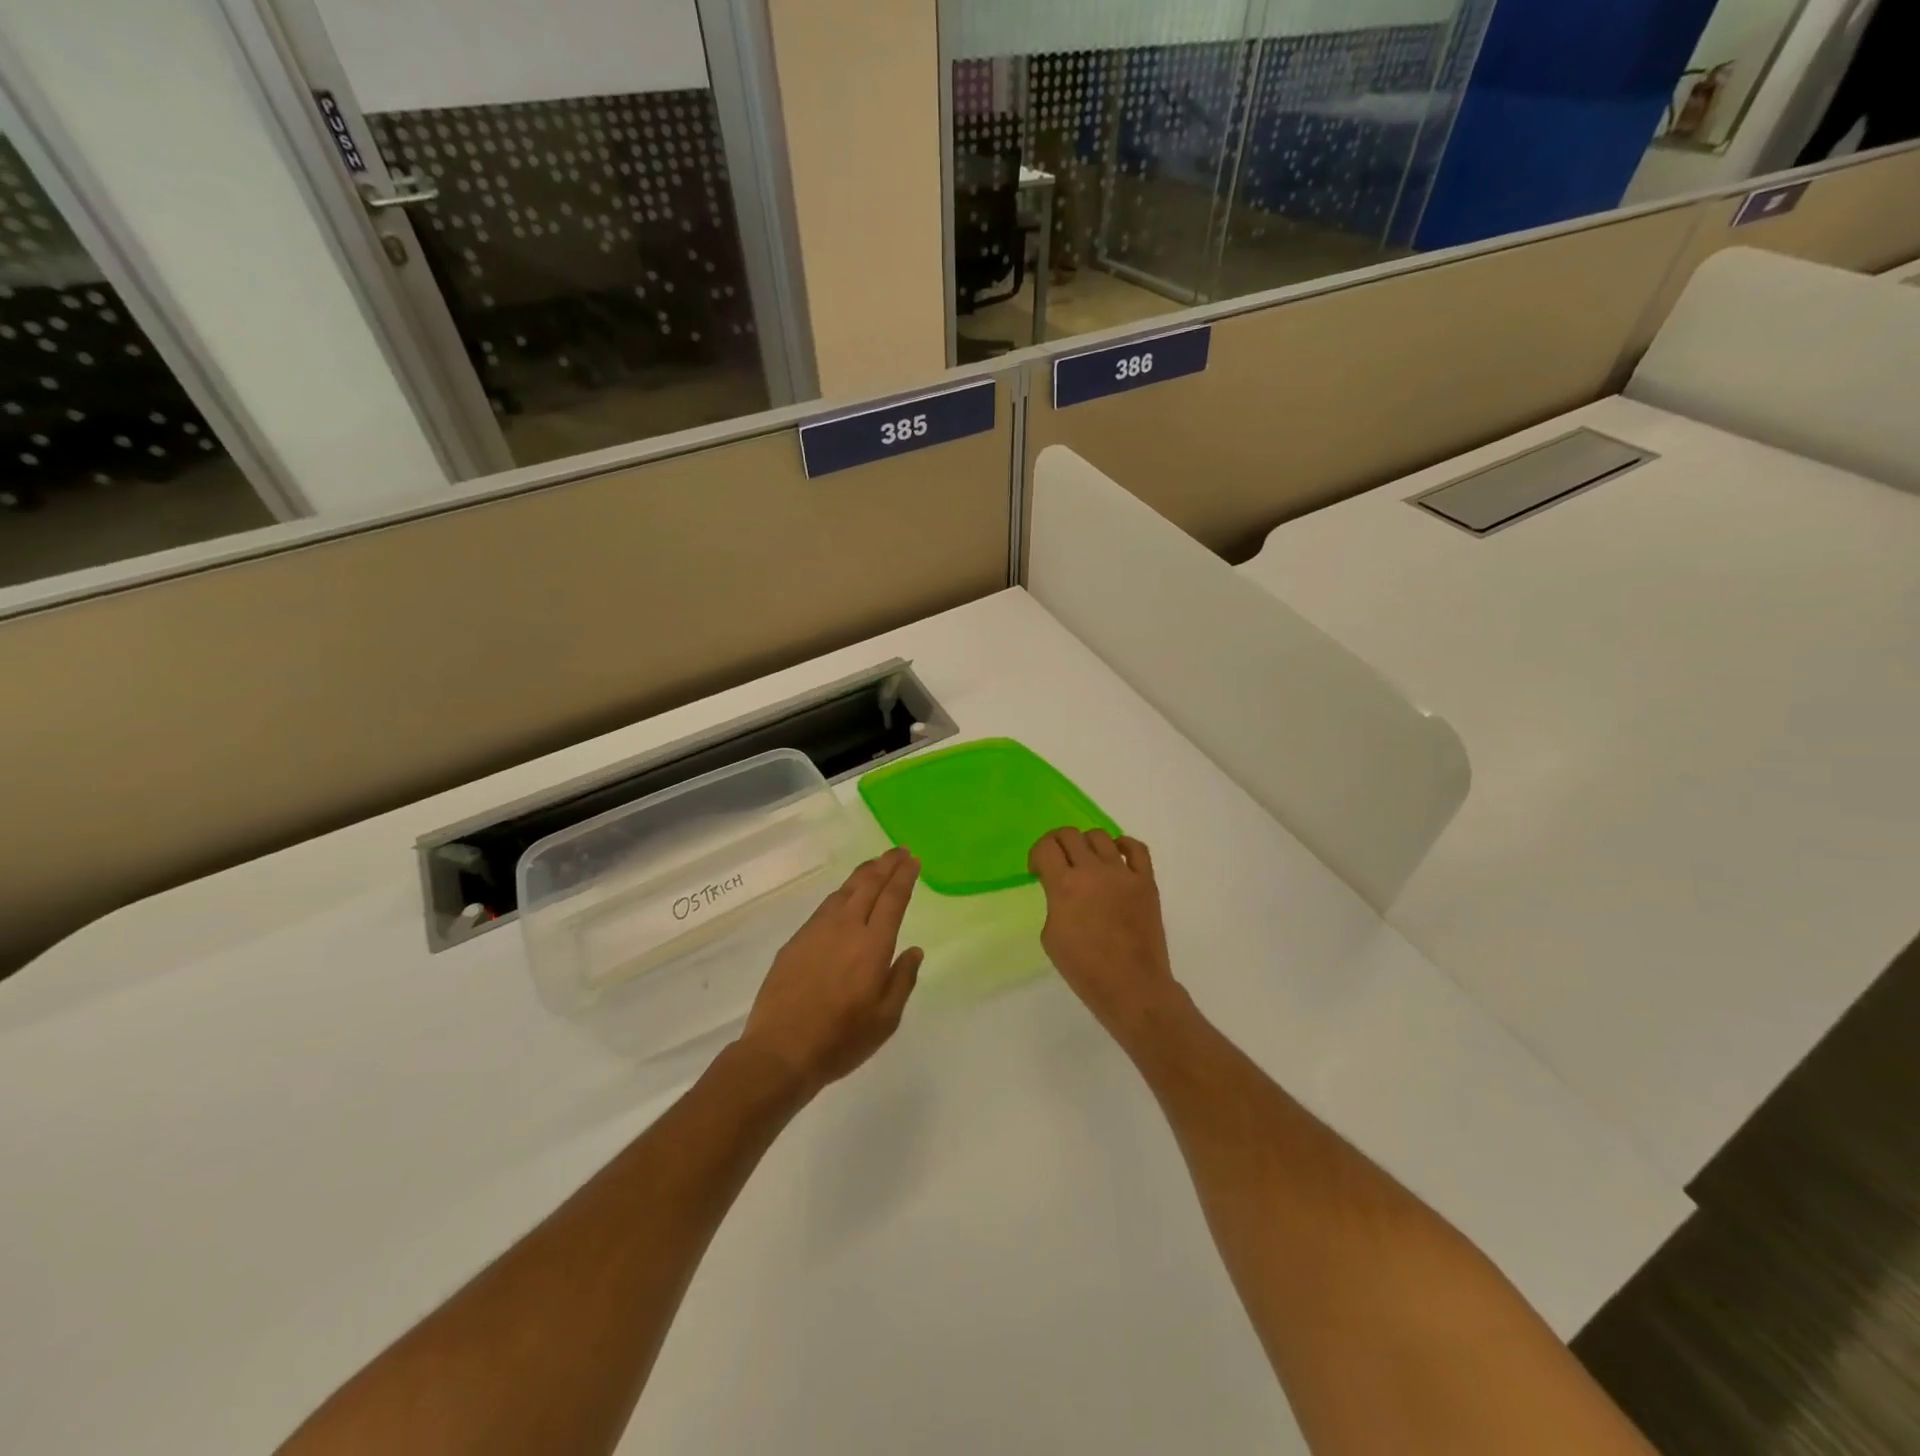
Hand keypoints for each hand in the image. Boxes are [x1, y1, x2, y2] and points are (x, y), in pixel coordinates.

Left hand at [740, 848, 923, 1097]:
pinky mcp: (796, 940)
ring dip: (863, 874)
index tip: (913, 860)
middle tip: (899, 851)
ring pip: (844, 891)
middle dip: (886, 864)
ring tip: (875, 866)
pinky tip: (845, 897)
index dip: (904, 876)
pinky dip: (842, 893)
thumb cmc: (841, 1040)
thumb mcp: (885, 1020)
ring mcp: (817, 931)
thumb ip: (902, 980)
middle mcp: (846, 928)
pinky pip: (825, 906)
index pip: (893, 898)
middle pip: (868, 884)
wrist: (780, 1050)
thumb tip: (913, 950)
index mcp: (873, 945)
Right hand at [1029, 828, 1183, 1048]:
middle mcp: (1093, 870)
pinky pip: (1136, 848)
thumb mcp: (1050, 936)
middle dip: (1057, 844)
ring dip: (1086, 844)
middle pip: (1069, 835)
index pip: (1045, 847)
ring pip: (1100, 836)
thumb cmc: (1084, 969)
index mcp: (1064, 885)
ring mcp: (1123, 873)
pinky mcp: (1146, 881)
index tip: (1038, 870)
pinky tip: (1115, 854)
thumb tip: (1064, 892)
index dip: (1037, 855)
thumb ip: (1054, 903)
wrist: (1131, 986)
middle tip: (1057, 862)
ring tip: (1086, 862)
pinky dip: (1122, 844)